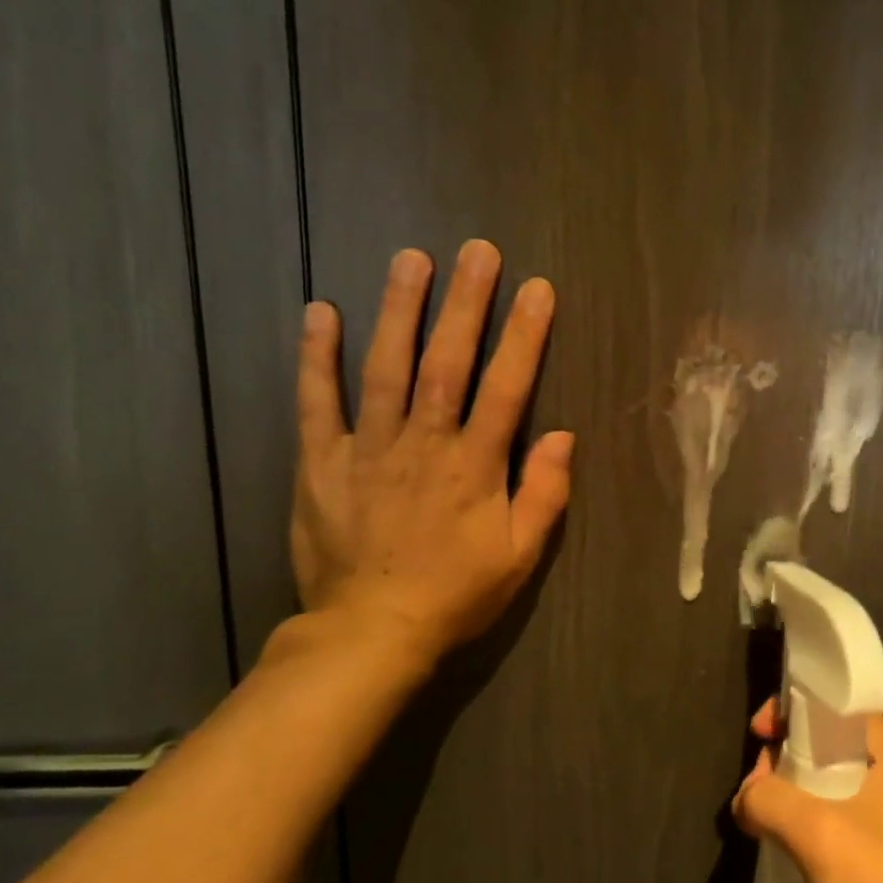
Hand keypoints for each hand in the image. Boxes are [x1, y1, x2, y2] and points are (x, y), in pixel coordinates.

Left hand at [291, 239, 572, 665]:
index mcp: (475, 466)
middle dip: (466, 304)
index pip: (507, 388)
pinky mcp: (322, 463)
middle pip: (447, 363)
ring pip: (386, 368)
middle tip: (478, 250)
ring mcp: (368, 449)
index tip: (537, 289)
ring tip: (412, 259)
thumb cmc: (456, 594)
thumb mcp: (519, 557)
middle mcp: (424, 444)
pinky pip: (318, 403)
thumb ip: (545, 494)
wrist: (370, 632)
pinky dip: (318, 357)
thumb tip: (565, 436)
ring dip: (400, 310)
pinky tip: (323, 312)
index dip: (524, 336)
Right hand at [733, 699, 882, 882]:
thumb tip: (746, 800)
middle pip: (831, 743)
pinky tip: (798, 856)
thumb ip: (768, 800)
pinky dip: (818, 829)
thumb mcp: (817, 833)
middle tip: (757, 793)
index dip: (791, 710)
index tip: (758, 736)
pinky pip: (850, 824)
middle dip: (786, 759)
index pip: (834, 705)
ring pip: (838, 787)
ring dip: (799, 799)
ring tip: (769, 827)